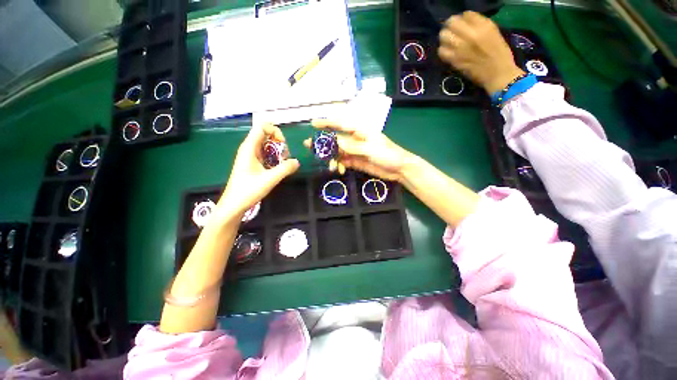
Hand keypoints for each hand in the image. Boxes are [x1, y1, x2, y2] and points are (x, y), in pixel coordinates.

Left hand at [218, 124, 299, 217]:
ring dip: (278, 152)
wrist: (234, 205)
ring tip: (283, 163)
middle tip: (285, 157)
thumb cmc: (248, 190)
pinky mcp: (253, 164)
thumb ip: (285, 169)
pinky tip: (278, 168)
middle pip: (266, 135)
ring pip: (267, 146)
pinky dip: (274, 158)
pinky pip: (266, 155)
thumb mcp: (270, 179)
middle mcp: (249, 149)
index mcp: (249, 148)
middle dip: (279, 143)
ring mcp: (251, 156)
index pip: (262, 127)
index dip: (275, 131)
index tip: (283, 144)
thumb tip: (297, 162)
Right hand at [303, 119, 414, 181]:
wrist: (399, 169)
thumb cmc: (388, 154)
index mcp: (360, 131)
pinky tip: (339, 170)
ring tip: (330, 166)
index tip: (313, 123)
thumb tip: (334, 142)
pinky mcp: (356, 162)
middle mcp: (356, 140)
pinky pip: (344, 162)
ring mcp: (355, 152)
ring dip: (332, 158)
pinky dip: (339, 165)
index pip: (341, 124)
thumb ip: (352, 146)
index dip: (327, 123)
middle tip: (309, 146)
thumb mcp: (370, 149)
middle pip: (336, 139)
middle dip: (324, 143)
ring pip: (338, 152)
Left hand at [438, 11, 524, 93]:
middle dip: (450, 26)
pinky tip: (447, 52)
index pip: (465, 14)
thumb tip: (465, 21)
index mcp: (484, 25)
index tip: (463, 25)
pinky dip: (442, 50)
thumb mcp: (493, 32)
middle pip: (451, 22)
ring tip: (449, 42)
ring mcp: (461, 48)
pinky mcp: (454, 60)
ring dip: (445, 38)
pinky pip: (441, 51)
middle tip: (453, 32)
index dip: (462, 19)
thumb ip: (479, 25)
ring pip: (444, 36)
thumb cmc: (499, 53)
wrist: (498, 73)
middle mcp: (471, 34)